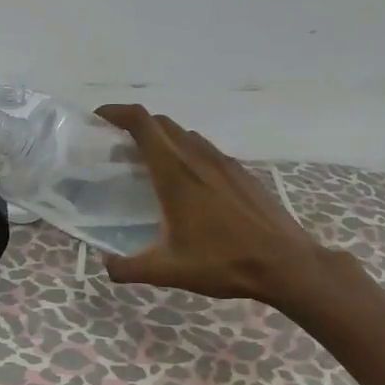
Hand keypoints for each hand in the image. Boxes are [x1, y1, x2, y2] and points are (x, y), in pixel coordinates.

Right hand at [94, 104, 343, 316]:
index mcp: (175, 174)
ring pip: (185, 135)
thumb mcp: (167, 271)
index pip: (141, 123)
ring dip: (162, 139)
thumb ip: (127, 268)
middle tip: (117, 148)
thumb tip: (105, 264)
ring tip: (149, 165)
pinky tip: (187, 184)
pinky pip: (205, 150)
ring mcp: (224, 162)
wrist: (286, 264)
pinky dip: (186, 153)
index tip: (99, 118)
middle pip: (161, 123)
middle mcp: (198, 158)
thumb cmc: (224, 263)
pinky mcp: (241, 173)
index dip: (116, 112)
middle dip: (135, 126)